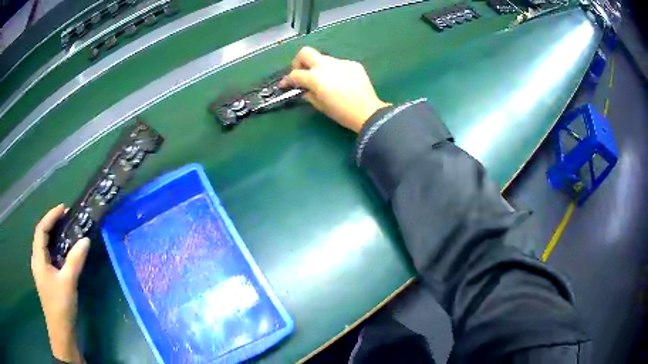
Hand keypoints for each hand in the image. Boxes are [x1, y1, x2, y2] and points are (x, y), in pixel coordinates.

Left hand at [31, 204, 88, 363]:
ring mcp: (41, 270)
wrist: (61, 331)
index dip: (51, 216)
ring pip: (44, 245)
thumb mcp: (68, 282)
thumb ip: (75, 260)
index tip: (63, 208)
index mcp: (38, 258)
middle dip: (51, 223)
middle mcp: (37, 260)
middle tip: (65, 217)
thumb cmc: (61, 305)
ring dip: (53, 234)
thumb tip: (85, 239)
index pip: (41, 229)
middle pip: (41, 235)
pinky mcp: (46, 278)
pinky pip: (48, 255)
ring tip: (64, 229)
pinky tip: (63, 251)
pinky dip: (54, 247)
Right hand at [280, 47, 390, 132]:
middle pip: (305, 52)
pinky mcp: (353, 64)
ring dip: (318, 67)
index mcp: (315, 78)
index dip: (287, 80)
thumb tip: (304, 89)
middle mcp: (326, 65)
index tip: (285, 84)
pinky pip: (338, 64)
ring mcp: (340, 62)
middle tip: (302, 73)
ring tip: (324, 80)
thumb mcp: (320, 106)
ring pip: (323, 58)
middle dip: (299, 61)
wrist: (368, 112)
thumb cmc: (341, 113)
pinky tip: (341, 82)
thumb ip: (308, 94)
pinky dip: (335, 70)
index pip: (295, 74)